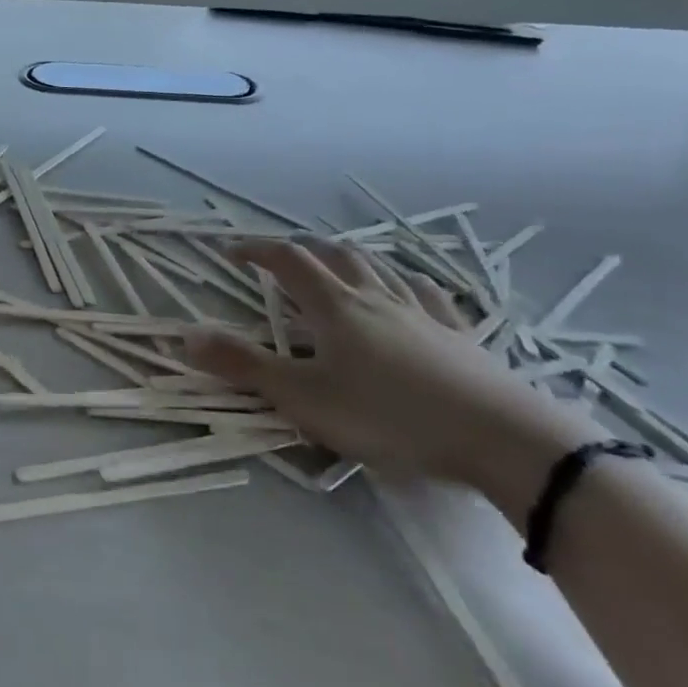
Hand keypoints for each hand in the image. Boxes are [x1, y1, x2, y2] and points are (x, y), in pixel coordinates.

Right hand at [189, 238, 596, 488]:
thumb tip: (185, 336)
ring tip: (334, 260)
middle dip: (300, 247)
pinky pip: (425, 292)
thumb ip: (244, 368)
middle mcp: (374, 296)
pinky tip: (405, 287)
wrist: (501, 438)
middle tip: (279, 254)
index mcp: (334, 306)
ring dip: (347, 256)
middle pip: (332, 254)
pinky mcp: (459, 334)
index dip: (256, 249)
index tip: (231, 250)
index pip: (286, 261)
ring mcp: (421, 312)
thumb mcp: (305, 399)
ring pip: (378, 267)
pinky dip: (402, 280)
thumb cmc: (391, 417)